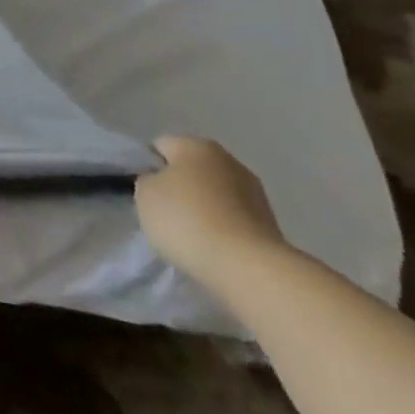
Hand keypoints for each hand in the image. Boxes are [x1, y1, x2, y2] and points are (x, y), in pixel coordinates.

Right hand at [135, 136, 288, 296]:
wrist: (249, 269)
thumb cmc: (187, 220)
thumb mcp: (145, 194)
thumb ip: (147, 179)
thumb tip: (161, 183)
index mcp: (196, 145)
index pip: (160, 147)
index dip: (147, 167)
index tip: (143, 192)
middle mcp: (229, 160)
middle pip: (191, 170)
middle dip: (178, 188)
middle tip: (164, 215)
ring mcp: (255, 193)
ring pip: (214, 195)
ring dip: (202, 209)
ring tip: (190, 236)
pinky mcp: (271, 225)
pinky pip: (233, 220)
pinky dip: (221, 229)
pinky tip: (212, 248)